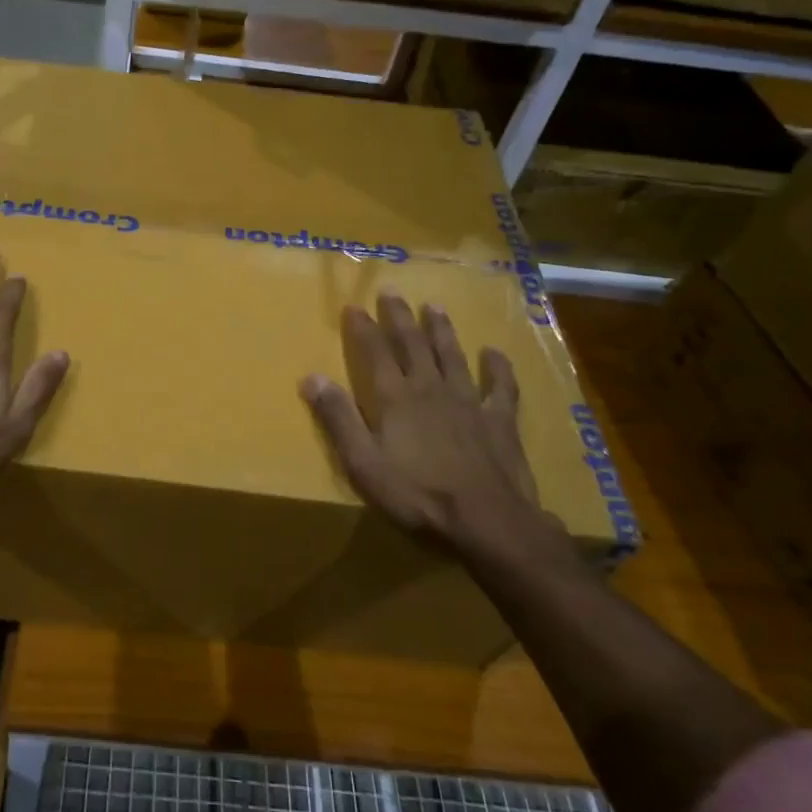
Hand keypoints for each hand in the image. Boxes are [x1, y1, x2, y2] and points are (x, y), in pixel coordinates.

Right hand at [300, 291, 562, 563]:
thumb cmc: (417, 493)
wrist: (487, 520)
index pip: (375, 352)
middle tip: (392, 291)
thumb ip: (338, 418)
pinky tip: (494, 353)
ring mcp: (468, 401)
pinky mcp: (499, 420)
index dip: (363, 328)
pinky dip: (497, 368)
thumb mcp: (363, 462)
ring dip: (442, 330)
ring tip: (435, 307)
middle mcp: (430, 388)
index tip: (353, 305)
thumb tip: (311, 377)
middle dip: (399, 316)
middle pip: (412, 344)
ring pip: (452, 356)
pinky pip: (500, 387)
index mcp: (395, 398)